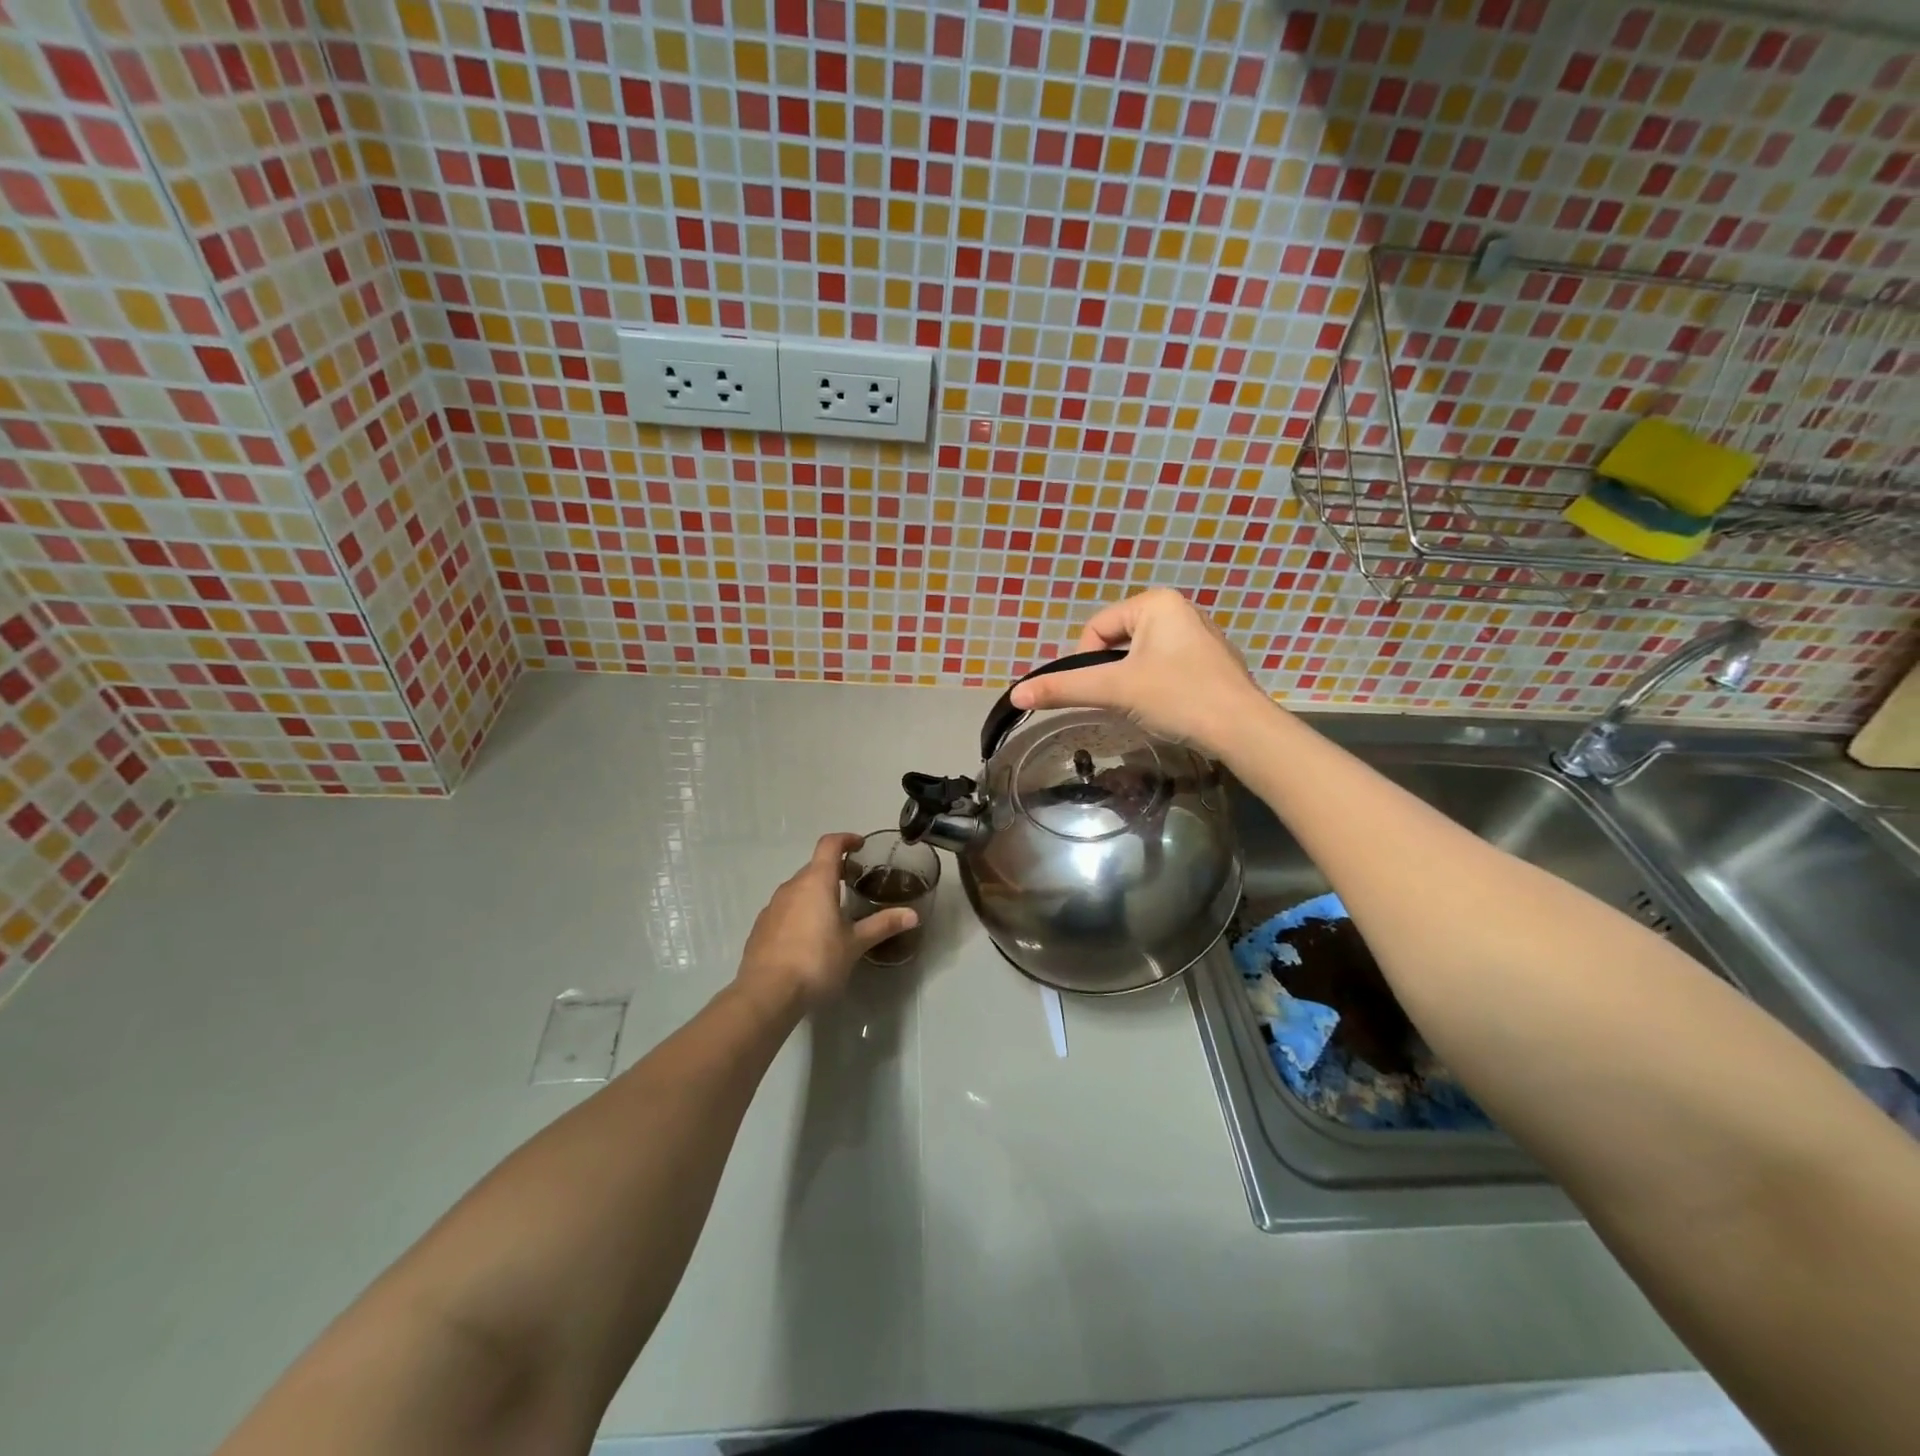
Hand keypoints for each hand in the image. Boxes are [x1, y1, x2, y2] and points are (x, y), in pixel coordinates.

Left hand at [734, 833, 918, 1012]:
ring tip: (833, 911)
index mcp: (816, 882)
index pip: (830, 845)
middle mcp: (792, 886)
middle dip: (834, 870)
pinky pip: (785, 908)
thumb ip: (882, 925)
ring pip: (798, 888)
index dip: (846, 839)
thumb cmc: (816, 961)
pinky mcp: (761, 927)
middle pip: (814, 867)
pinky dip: (800, 911)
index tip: (860, 845)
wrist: (766, 993)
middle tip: (854, 882)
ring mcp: (772, 906)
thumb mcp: (854, 944)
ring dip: (816, 892)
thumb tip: (913, 915)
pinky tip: (809, 936)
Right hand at [1009, 589, 1271, 758]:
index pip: (1096, 628)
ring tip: (1144, 707)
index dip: (1087, 662)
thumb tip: (1016, 694)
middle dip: (1113, 673)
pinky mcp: (1211, 662)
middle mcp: (1179, 609)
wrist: (1242, 730)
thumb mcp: (1114, 690)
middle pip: (1118, 641)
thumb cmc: (1178, 697)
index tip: (1100, 691)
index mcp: (1156, 602)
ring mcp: (1199, 635)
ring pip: (1141, 657)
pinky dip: (1157, 687)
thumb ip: (1064, 688)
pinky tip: (1168, 708)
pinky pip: (1166, 667)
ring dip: (1132, 682)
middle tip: (1121, 702)